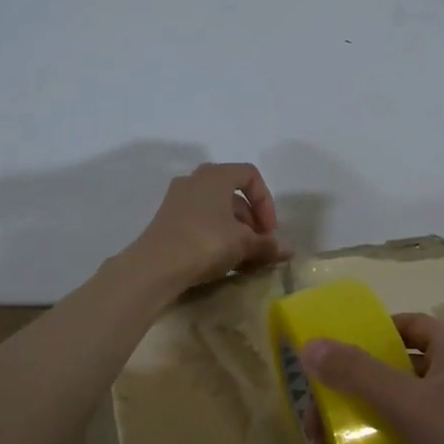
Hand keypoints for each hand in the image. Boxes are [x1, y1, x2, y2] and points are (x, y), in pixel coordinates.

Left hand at [125, 162, 291, 293]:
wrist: (155, 267)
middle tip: (259, 245)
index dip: (266, 202)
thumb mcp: (243, 244)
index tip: (269, 230)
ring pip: (216, 210)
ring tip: (243, 258)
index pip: (250, 175)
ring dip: (235, 231)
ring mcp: (177, 200)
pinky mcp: (166, 221)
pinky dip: (215, 236)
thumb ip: (268, 244)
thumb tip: (289, 249)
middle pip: (232, 194)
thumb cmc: (205, 243)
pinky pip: (200, 222)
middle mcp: (194, 180)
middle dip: (251, 220)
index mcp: (215, 175)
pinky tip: (221, 261)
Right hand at [299, 313, 443, 443]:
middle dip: (363, 384)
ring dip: (379, 415)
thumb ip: (358, 374)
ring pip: (416, 403)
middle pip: (405, 365)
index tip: (329, 358)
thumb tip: (309, 344)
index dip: (368, 335)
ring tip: (337, 439)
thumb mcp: (410, 404)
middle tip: (321, 410)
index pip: (406, 325)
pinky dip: (402, 440)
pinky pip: (430, 434)